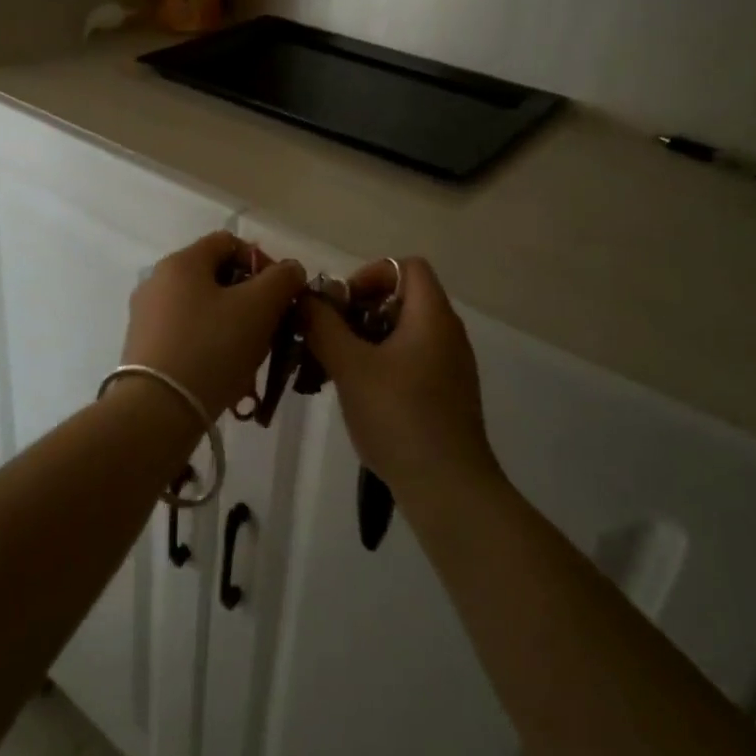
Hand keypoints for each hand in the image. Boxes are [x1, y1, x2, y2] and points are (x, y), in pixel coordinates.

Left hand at [122, 232, 306, 419]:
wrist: (157, 411)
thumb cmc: (212, 348)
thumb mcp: (259, 307)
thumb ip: (282, 279)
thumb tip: (291, 270)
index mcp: (182, 262)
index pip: (230, 242)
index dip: (263, 262)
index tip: (282, 294)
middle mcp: (158, 281)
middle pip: (217, 277)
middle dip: (251, 299)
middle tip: (272, 328)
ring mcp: (147, 316)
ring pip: (205, 309)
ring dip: (235, 326)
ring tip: (253, 357)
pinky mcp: (144, 348)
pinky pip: (188, 335)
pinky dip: (212, 346)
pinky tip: (228, 374)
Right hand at [301, 257, 498, 501]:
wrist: (448, 488)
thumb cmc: (398, 415)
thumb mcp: (350, 365)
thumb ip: (323, 325)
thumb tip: (306, 298)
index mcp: (432, 316)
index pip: (406, 267)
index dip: (370, 275)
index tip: (342, 305)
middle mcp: (447, 334)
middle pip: (401, 299)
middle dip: (359, 312)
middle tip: (329, 338)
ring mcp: (450, 367)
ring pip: (402, 334)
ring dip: (365, 341)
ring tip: (333, 368)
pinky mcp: (446, 396)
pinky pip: (410, 362)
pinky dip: (381, 366)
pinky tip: (357, 395)